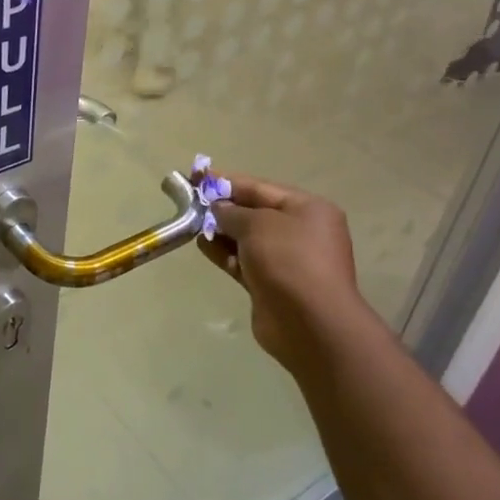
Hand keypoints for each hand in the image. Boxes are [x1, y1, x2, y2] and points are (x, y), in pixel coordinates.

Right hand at [197, 172, 369, 370]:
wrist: (309, 323)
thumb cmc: (288, 260)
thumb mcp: (257, 224)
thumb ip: (232, 212)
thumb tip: (218, 209)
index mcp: (308, 209)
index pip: (261, 188)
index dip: (227, 181)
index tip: (197, 176)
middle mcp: (301, 232)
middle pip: (254, 212)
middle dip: (223, 207)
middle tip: (190, 202)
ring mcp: (287, 260)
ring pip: (247, 239)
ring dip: (221, 231)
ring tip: (191, 224)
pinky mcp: (272, 284)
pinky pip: (244, 262)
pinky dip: (224, 253)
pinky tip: (202, 246)